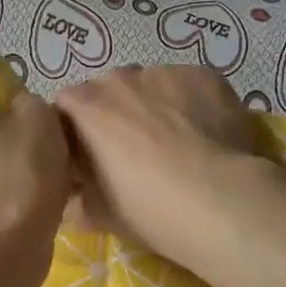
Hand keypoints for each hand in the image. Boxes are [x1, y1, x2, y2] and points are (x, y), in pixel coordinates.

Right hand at [55, 64, 260, 263]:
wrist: (219, 200)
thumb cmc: (148, 207)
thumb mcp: (99, 213)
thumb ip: (78, 200)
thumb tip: (73, 201)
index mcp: (87, 107)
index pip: (66, 105)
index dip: (75, 129)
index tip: (87, 155)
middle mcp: (121, 79)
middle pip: (109, 89)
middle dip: (115, 113)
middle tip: (133, 150)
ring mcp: (164, 73)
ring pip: (151, 84)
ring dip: (154, 105)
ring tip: (176, 141)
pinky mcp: (204, 75)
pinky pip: (188, 85)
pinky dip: (190, 103)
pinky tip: (205, 134)